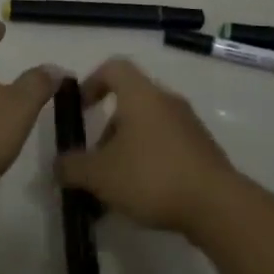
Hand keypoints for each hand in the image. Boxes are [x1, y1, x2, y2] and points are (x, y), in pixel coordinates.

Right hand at [56, 58, 241, 233]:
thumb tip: (57, 165)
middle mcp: (166, 102)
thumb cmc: (151, 177)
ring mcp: (188, 125)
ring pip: (148, 128)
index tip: (79, 108)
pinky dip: (148, 163)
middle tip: (94, 162)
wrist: (216, 205)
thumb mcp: (100, 175)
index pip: (113, 68)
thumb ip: (72, 167)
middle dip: (107, 131)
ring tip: (114, 188)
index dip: (91, 82)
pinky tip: (141, 197)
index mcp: (141, 95)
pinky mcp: (202, 150)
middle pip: (130, 103)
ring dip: (126, 150)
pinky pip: (166, 147)